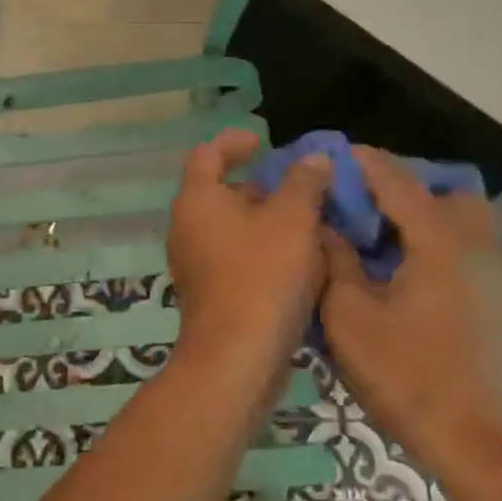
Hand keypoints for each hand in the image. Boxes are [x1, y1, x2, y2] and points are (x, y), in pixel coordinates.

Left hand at [165, 128, 331, 400]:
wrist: (237, 358)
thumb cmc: (262, 276)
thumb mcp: (292, 220)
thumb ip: (304, 183)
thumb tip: (313, 159)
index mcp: (197, 200)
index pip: (207, 154)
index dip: (234, 142)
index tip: (264, 142)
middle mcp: (187, 227)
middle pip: (222, 192)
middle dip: (262, 187)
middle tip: (301, 189)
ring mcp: (195, 263)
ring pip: (233, 228)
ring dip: (267, 222)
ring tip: (310, 226)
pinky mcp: (209, 293)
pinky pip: (236, 258)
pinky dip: (263, 251)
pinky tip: (300, 264)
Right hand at [320, 148, 501, 467]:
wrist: (494, 453)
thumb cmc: (413, 380)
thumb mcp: (351, 319)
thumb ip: (336, 263)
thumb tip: (326, 228)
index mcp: (440, 240)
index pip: (398, 180)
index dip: (364, 162)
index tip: (336, 154)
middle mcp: (479, 246)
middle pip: (448, 192)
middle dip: (407, 188)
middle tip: (367, 209)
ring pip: (467, 224)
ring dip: (428, 220)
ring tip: (387, 247)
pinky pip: (474, 255)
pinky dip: (443, 249)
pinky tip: (414, 285)